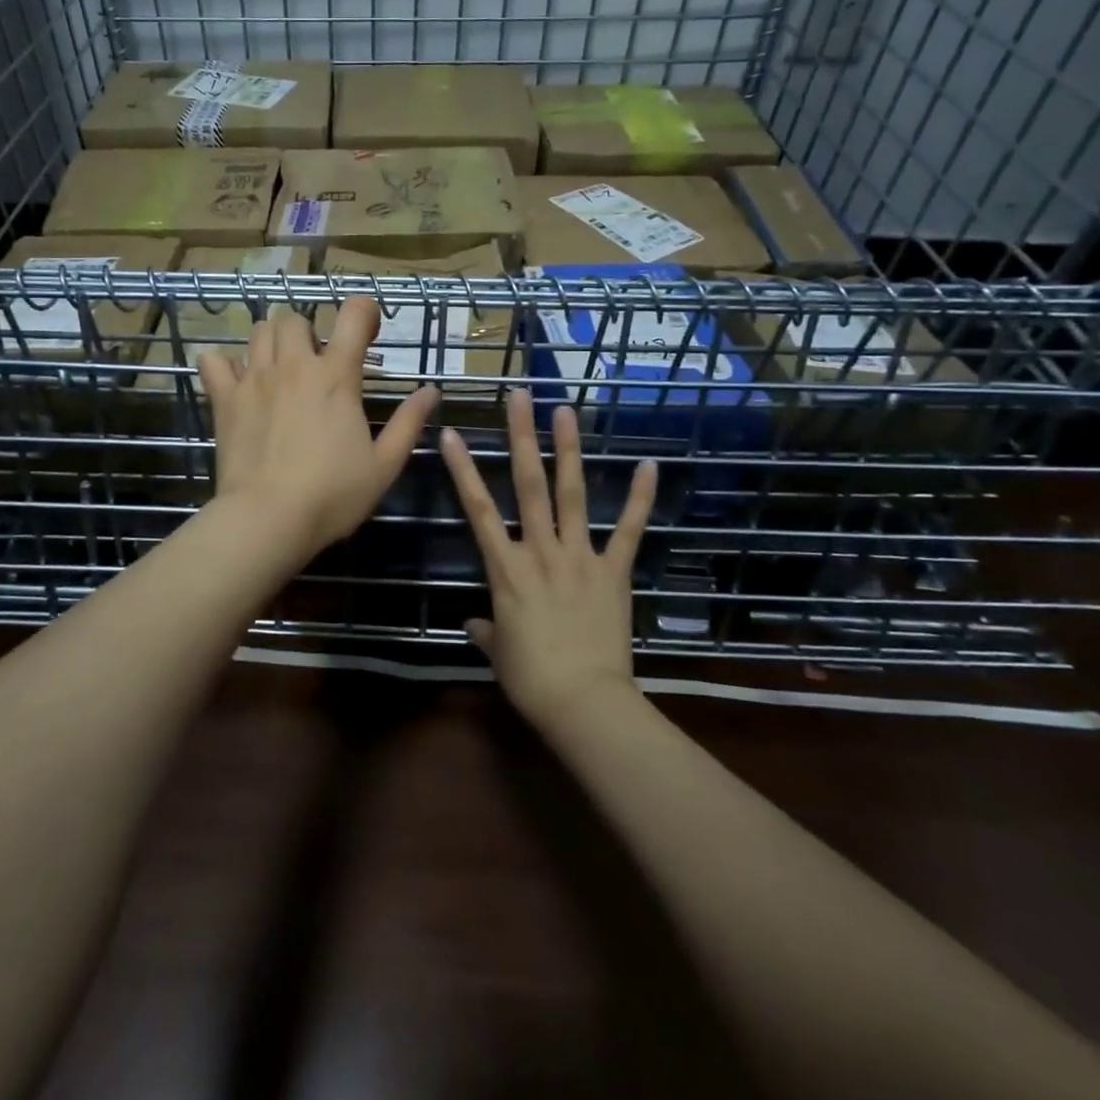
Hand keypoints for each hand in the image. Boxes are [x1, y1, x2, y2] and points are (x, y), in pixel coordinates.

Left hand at [198, 298, 437, 560]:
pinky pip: (214, 361)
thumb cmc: (332, 495)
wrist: (267, 519)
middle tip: (316, 364)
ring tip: (280, 370)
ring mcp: (254, 380)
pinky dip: (224, 363)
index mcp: (336, 377)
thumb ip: (408, 423)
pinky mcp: (225, 400)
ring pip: (258, 331)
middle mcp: (294, 366)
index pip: (353, 315)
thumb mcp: (384, 465)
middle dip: (308, 333)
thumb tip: (431, 391)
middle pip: (295, 319)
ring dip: (272, 342)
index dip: (364, 311)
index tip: (368, 330)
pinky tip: (236, 381)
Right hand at [440, 391, 656, 730]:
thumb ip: (486, 630)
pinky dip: (638, 499)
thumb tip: (474, 623)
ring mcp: (580, 557)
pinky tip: (648, 466)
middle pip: (528, 485)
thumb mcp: (499, 652)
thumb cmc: (531, 679)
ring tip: (566, 411)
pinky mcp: (613, 571)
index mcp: (506, 569)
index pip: (478, 509)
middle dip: (522, 437)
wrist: (583, 703)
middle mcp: (540, 551)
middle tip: (520, 396)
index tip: (452, 433)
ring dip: (569, 450)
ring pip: (571, 495)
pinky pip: (626, 530)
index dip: (463, 469)